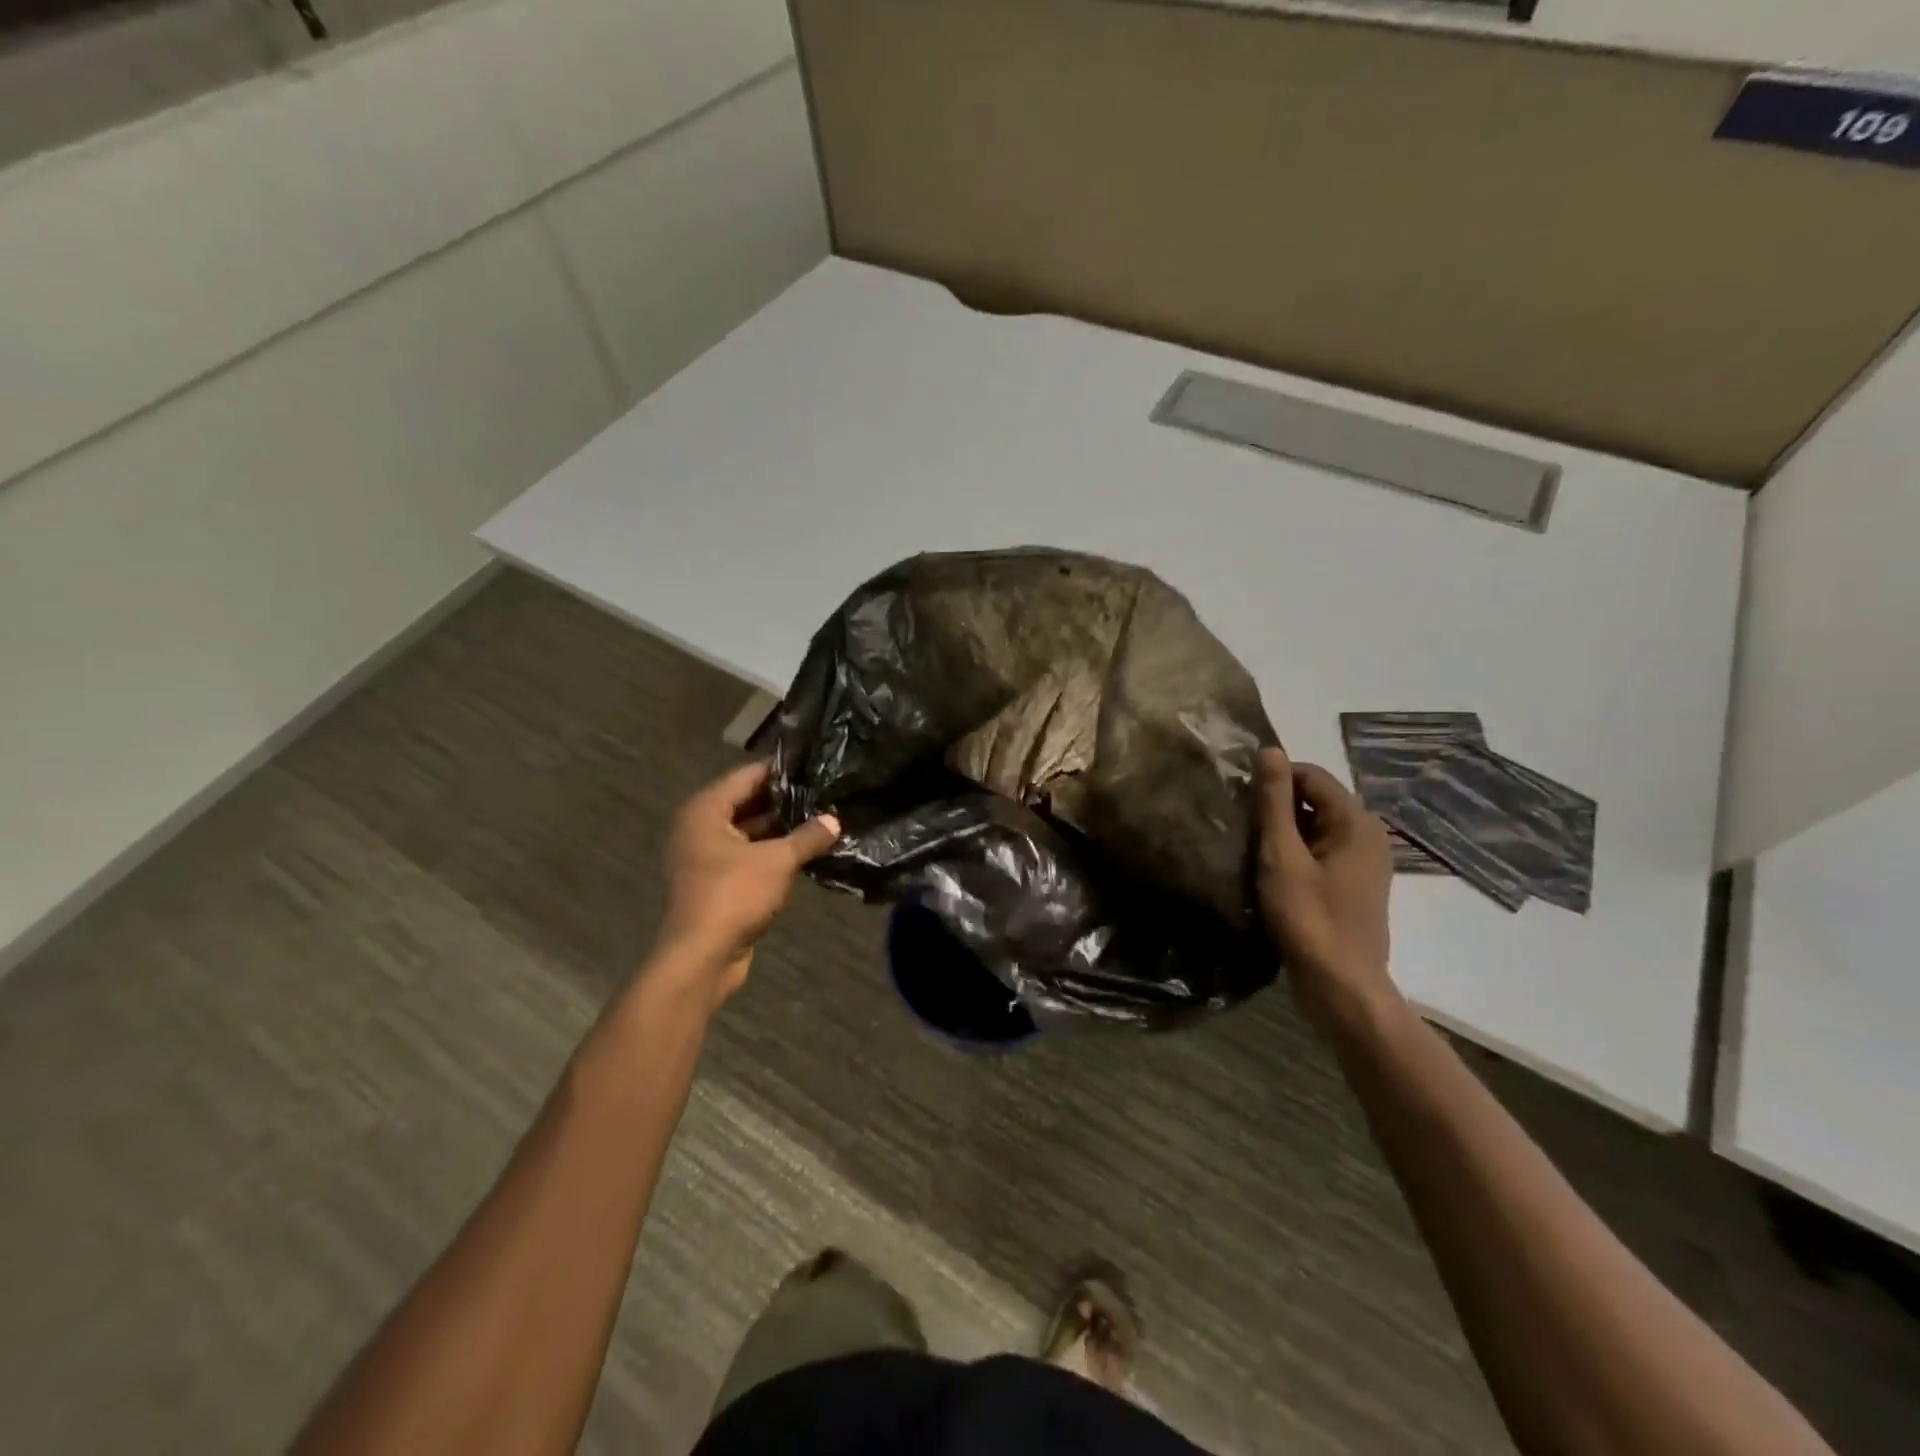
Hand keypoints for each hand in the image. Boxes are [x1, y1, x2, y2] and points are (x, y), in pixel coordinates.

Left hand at [653, 761, 839, 1004]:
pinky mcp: (716, 881)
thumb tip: (835, 820)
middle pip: (747, 802)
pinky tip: (805, 849)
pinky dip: (772, 851)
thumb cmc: (734, 895)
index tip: (814, 763)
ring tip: (821, 816)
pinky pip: (748, 855)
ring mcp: (706, 856)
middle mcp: (700, 827)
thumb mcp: (778, 861)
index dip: (781, 769)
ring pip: (749, 831)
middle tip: (824, 790)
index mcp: (706, 811)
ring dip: (780, 828)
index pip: (748, 776)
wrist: (702, 957)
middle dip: (784, 799)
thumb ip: (808, 837)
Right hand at [1255, 746, 1395, 1019]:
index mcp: (1356, 821)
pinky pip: (1319, 850)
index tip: (1240, 804)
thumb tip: (1270, 749)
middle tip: (1242, 831)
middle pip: (1314, 800)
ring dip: (1282, 833)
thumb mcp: (1282, 855)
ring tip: (1251, 852)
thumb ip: (1274, 801)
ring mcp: (1364, 861)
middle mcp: (1368, 833)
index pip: (1309, 775)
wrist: (1341, 987)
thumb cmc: (1309, 918)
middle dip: (1276, 808)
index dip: (1272, 782)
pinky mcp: (1353, 883)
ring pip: (1314, 826)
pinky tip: (1270, 873)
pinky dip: (1294, 853)